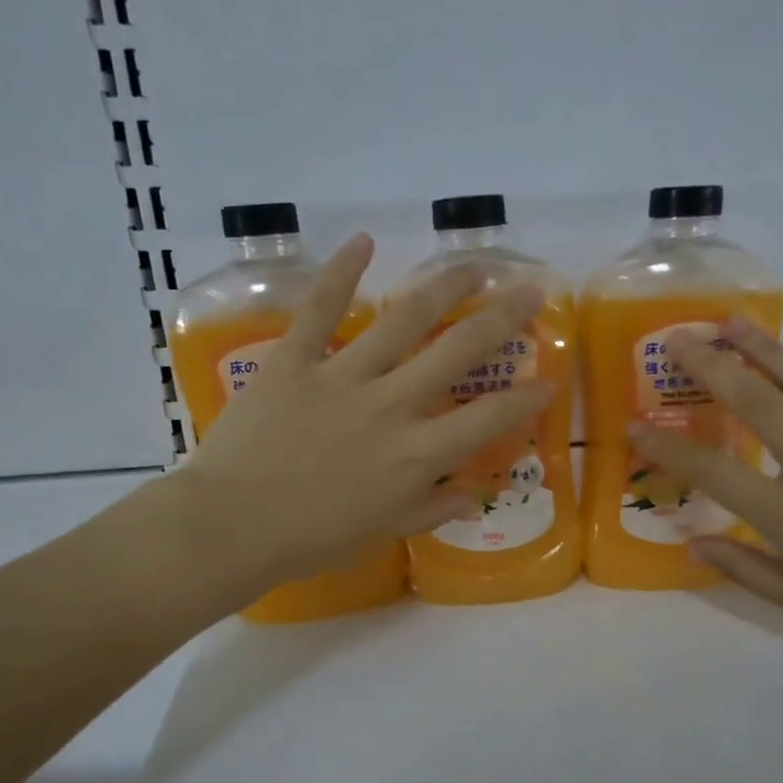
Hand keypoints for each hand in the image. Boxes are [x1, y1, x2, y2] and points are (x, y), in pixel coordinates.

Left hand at [166, 233, 551, 589]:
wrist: (234, 526)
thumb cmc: (313, 539)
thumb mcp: (383, 531)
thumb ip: (432, 508)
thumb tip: (474, 495)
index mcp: (415, 456)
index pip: (487, 420)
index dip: (525, 400)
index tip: (549, 381)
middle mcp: (390, 407)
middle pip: (457, 353)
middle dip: (501, 319)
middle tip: (528, 291)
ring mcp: (342, 378)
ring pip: (402, 321)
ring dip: (442, 287)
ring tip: (471, 265)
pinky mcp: (294, 362)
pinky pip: (319, 311)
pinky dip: (340, 274)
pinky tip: (363, 242)